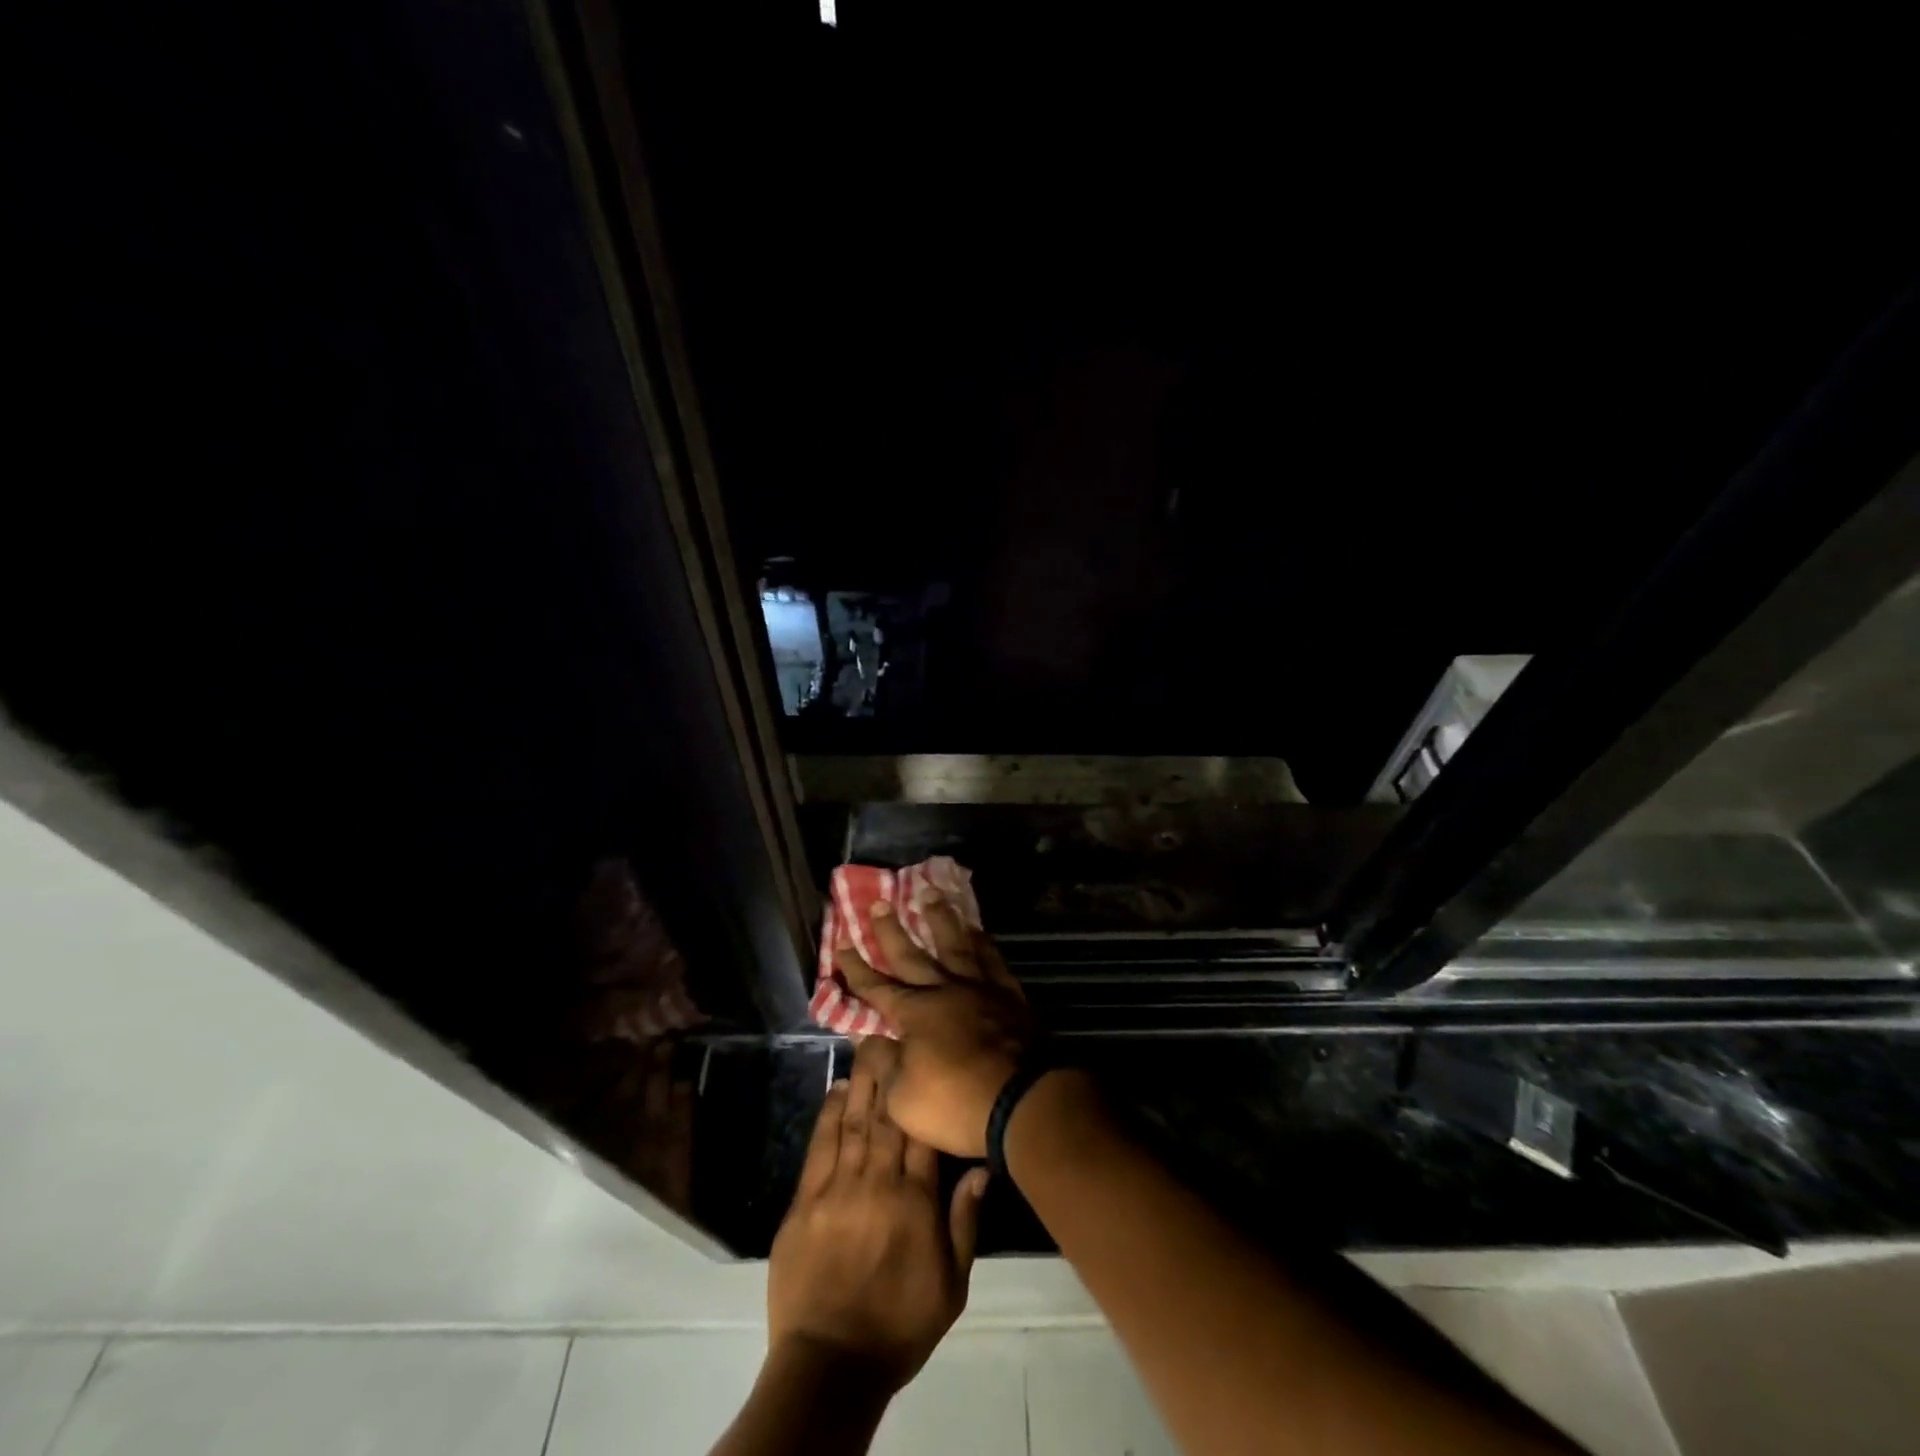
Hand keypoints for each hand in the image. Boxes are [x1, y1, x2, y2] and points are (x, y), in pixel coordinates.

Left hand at [767, 1039, 989, 1392]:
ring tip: (864, 1046)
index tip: (918, 1053)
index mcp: (916, 1200)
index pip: (921, 1130)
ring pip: (852, 1121)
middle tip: (887, 1031)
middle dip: (887, 1071)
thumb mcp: (952, 1285)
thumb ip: (965, 1222)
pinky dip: (827, 1115)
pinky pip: (819, 1147)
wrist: (831, 1364)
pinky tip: (834, 1090)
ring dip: (859, 1081)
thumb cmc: (899, 1325)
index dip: (919, 1088)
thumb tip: (983, 1168)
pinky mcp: (805, 1201)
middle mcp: (878, 1182)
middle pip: (885, 1115)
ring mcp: (838, 1188)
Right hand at [834, 898, 1034, 1156]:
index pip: (877, 987)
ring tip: (931, 894)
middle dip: (891, 931)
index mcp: (915, 1013)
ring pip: (955, 946)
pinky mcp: (1009, 997)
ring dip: (941, 920)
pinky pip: (992, 960)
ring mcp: (980, 989)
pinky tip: (977, 931)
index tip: (840, 944)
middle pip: (912, 956)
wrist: (1024, 1100)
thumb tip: (868, 1040)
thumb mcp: (903, 1098)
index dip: (856, 969)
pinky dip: (983, 943)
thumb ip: (884, 1064)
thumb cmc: (957, 1102)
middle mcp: (944, 991)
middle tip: (878, 902)